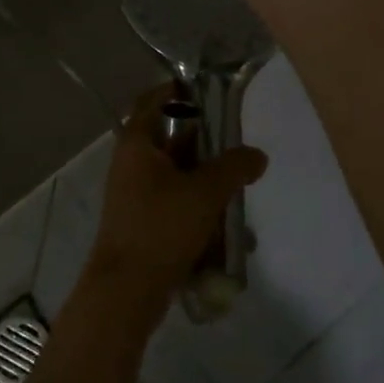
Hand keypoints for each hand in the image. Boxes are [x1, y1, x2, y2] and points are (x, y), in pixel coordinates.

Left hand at [85, 85, 268, 325]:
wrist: (126, 292)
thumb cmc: (160, 228)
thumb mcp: (204, 192)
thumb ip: (234, 167)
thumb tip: (257, 155)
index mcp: (137, 144)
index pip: (153, 100)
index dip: (178, 90)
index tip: (210, 90)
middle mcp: (132, 164)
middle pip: (171, 138)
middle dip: (206, 143)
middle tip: (237, 145)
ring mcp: (136, 195)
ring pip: (177, 174)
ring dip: (207, 180)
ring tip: (240, 189)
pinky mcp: (144, 223)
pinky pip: (176, 204)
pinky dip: (199, 208)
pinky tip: (227, 227)